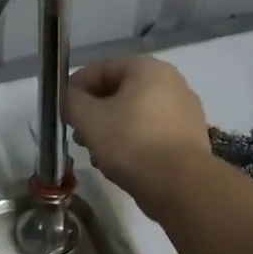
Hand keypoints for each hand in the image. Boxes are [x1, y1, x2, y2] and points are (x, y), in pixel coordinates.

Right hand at [66, 57, 210, 210]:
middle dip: (94, 111)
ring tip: (95, 153)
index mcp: (148, 69)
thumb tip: (70, 98)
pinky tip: (118, 163)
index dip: (76, 86)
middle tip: (77, 132)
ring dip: (111, 129)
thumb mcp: (89, 119)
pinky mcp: (189, 138)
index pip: (102, 68)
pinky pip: (152, 132)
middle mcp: (171, 83)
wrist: (180, 185)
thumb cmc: (130, 142)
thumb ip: (72, 101)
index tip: (62, 109)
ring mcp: (185, 111)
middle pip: (120, 91)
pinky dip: (132, 141)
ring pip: (135, 114)